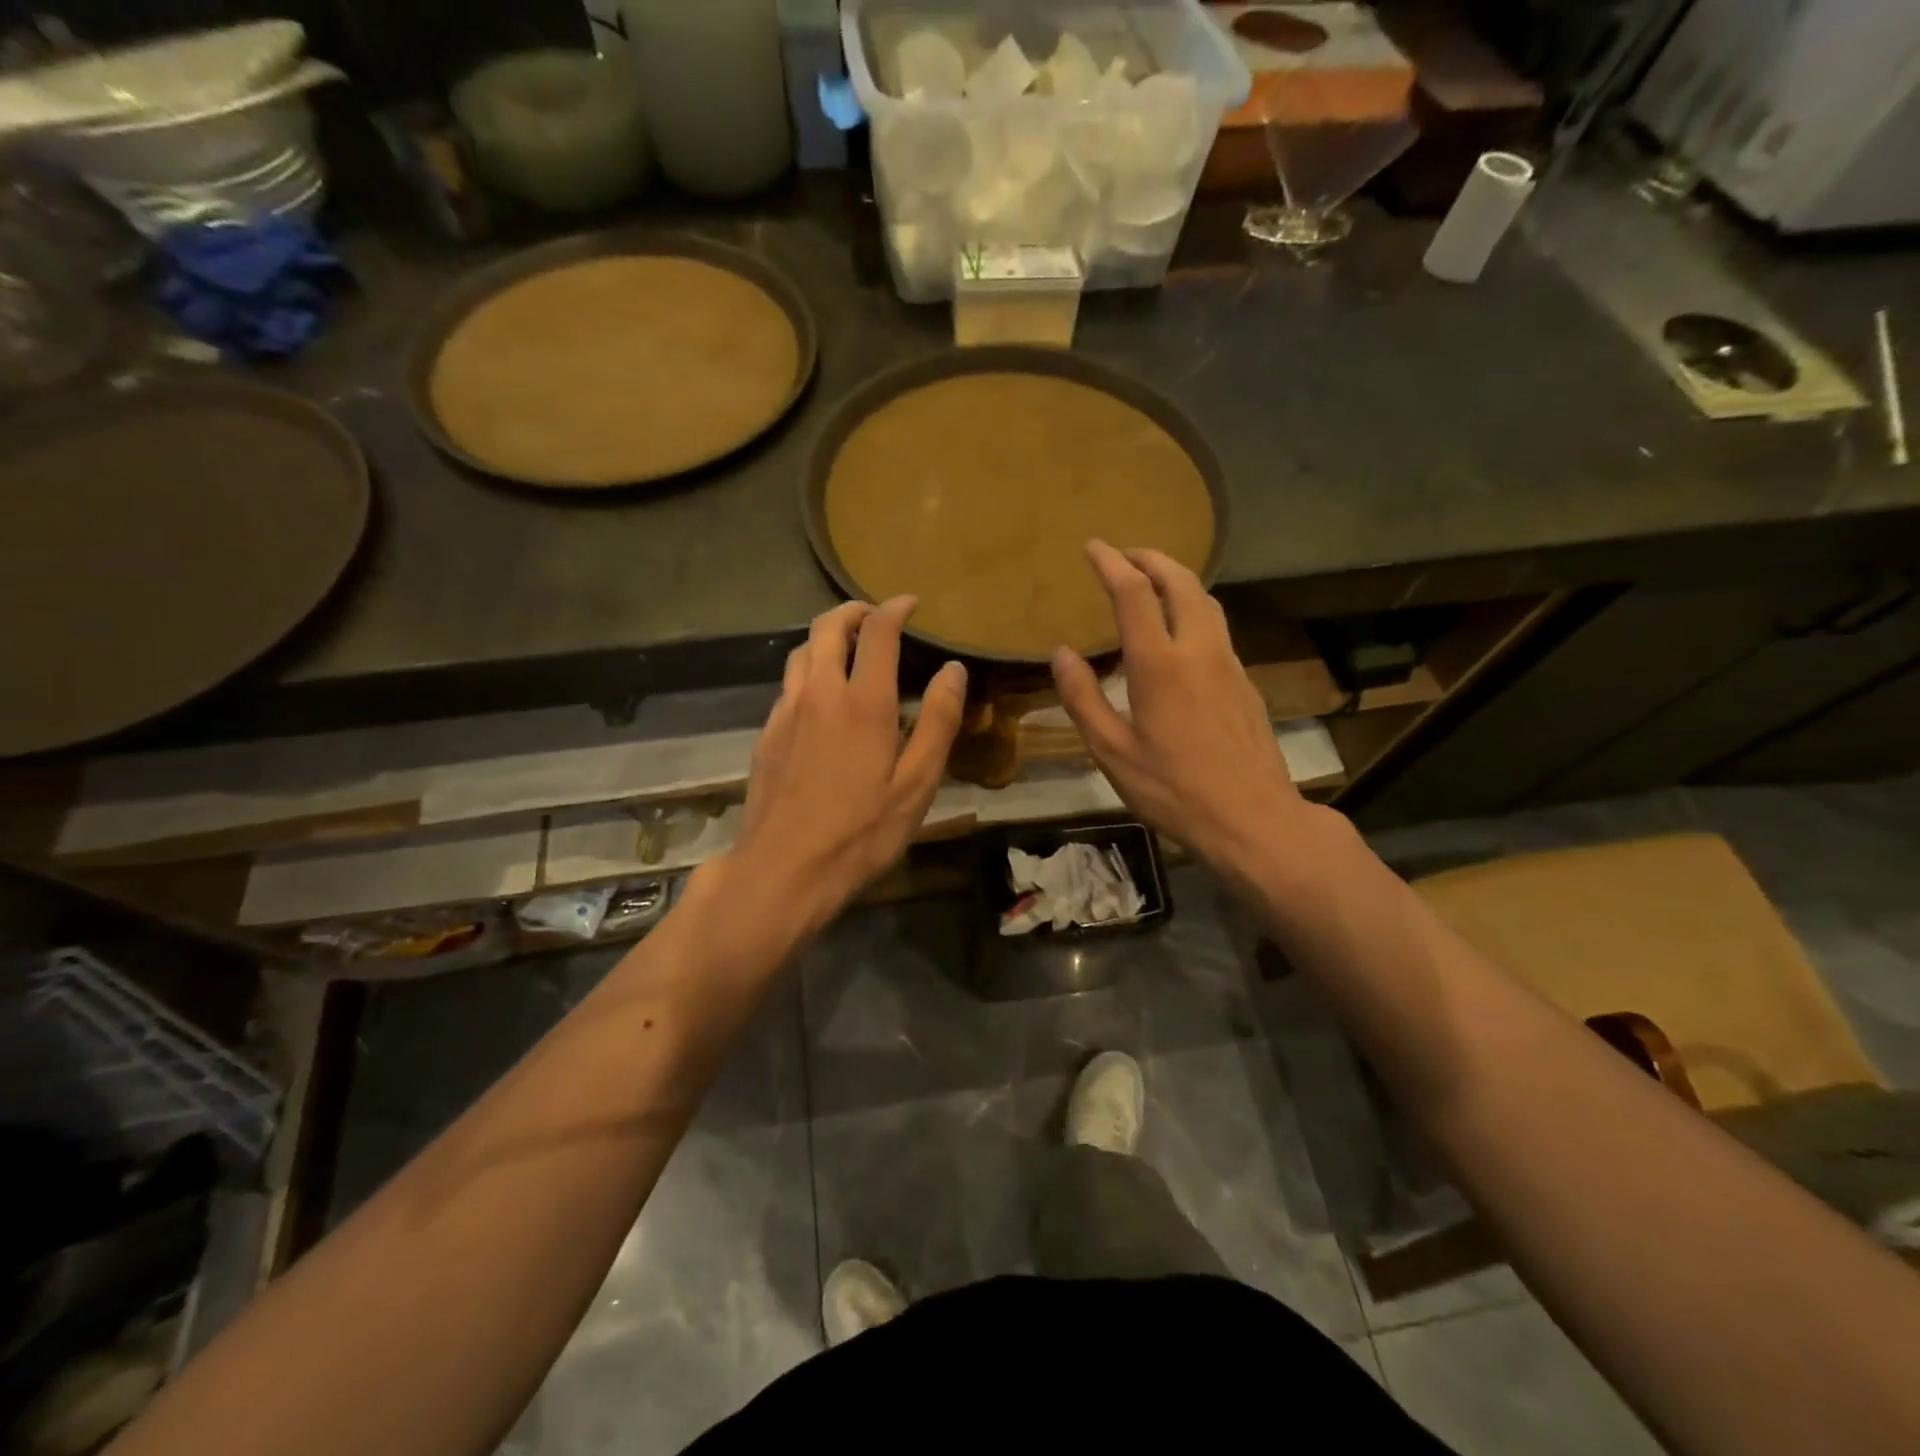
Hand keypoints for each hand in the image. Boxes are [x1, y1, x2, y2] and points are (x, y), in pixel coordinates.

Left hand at [727, 596, 966, 938]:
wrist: (783, 870)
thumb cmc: (860, 833)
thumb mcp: (916, 784)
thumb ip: (937, 722)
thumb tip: (952, 670)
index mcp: (863, 702)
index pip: (878, 632)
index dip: (895, 609)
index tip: (910, 603)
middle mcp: (819, 693)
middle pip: (827, 626)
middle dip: (854, 611)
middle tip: (876, 616)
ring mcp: (786, 712)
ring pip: (801, 651)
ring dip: (826, 637)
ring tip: (848, 649)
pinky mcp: (767, 734)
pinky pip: (788, 684)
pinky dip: (808, 671)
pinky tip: (821, 698)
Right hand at [1051, 541, 1313, 888]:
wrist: (1253, 818)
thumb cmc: (1173, 789)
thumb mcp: (1112, 751)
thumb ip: (1083, 698)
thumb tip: (1061, 654)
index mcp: (1159, 664)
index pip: (1134, 594)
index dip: (1112, 563)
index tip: (1094, 547)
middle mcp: (1198, 650)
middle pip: (1181, 582)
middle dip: (1152, 559)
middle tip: (1126, 554)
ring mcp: (1228, 664)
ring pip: (1206, 601)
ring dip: (1178, 579)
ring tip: (1153, 581)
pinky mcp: (1245, 682)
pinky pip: (1217, 628)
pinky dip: (1193, 609)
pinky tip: (1180, 632)